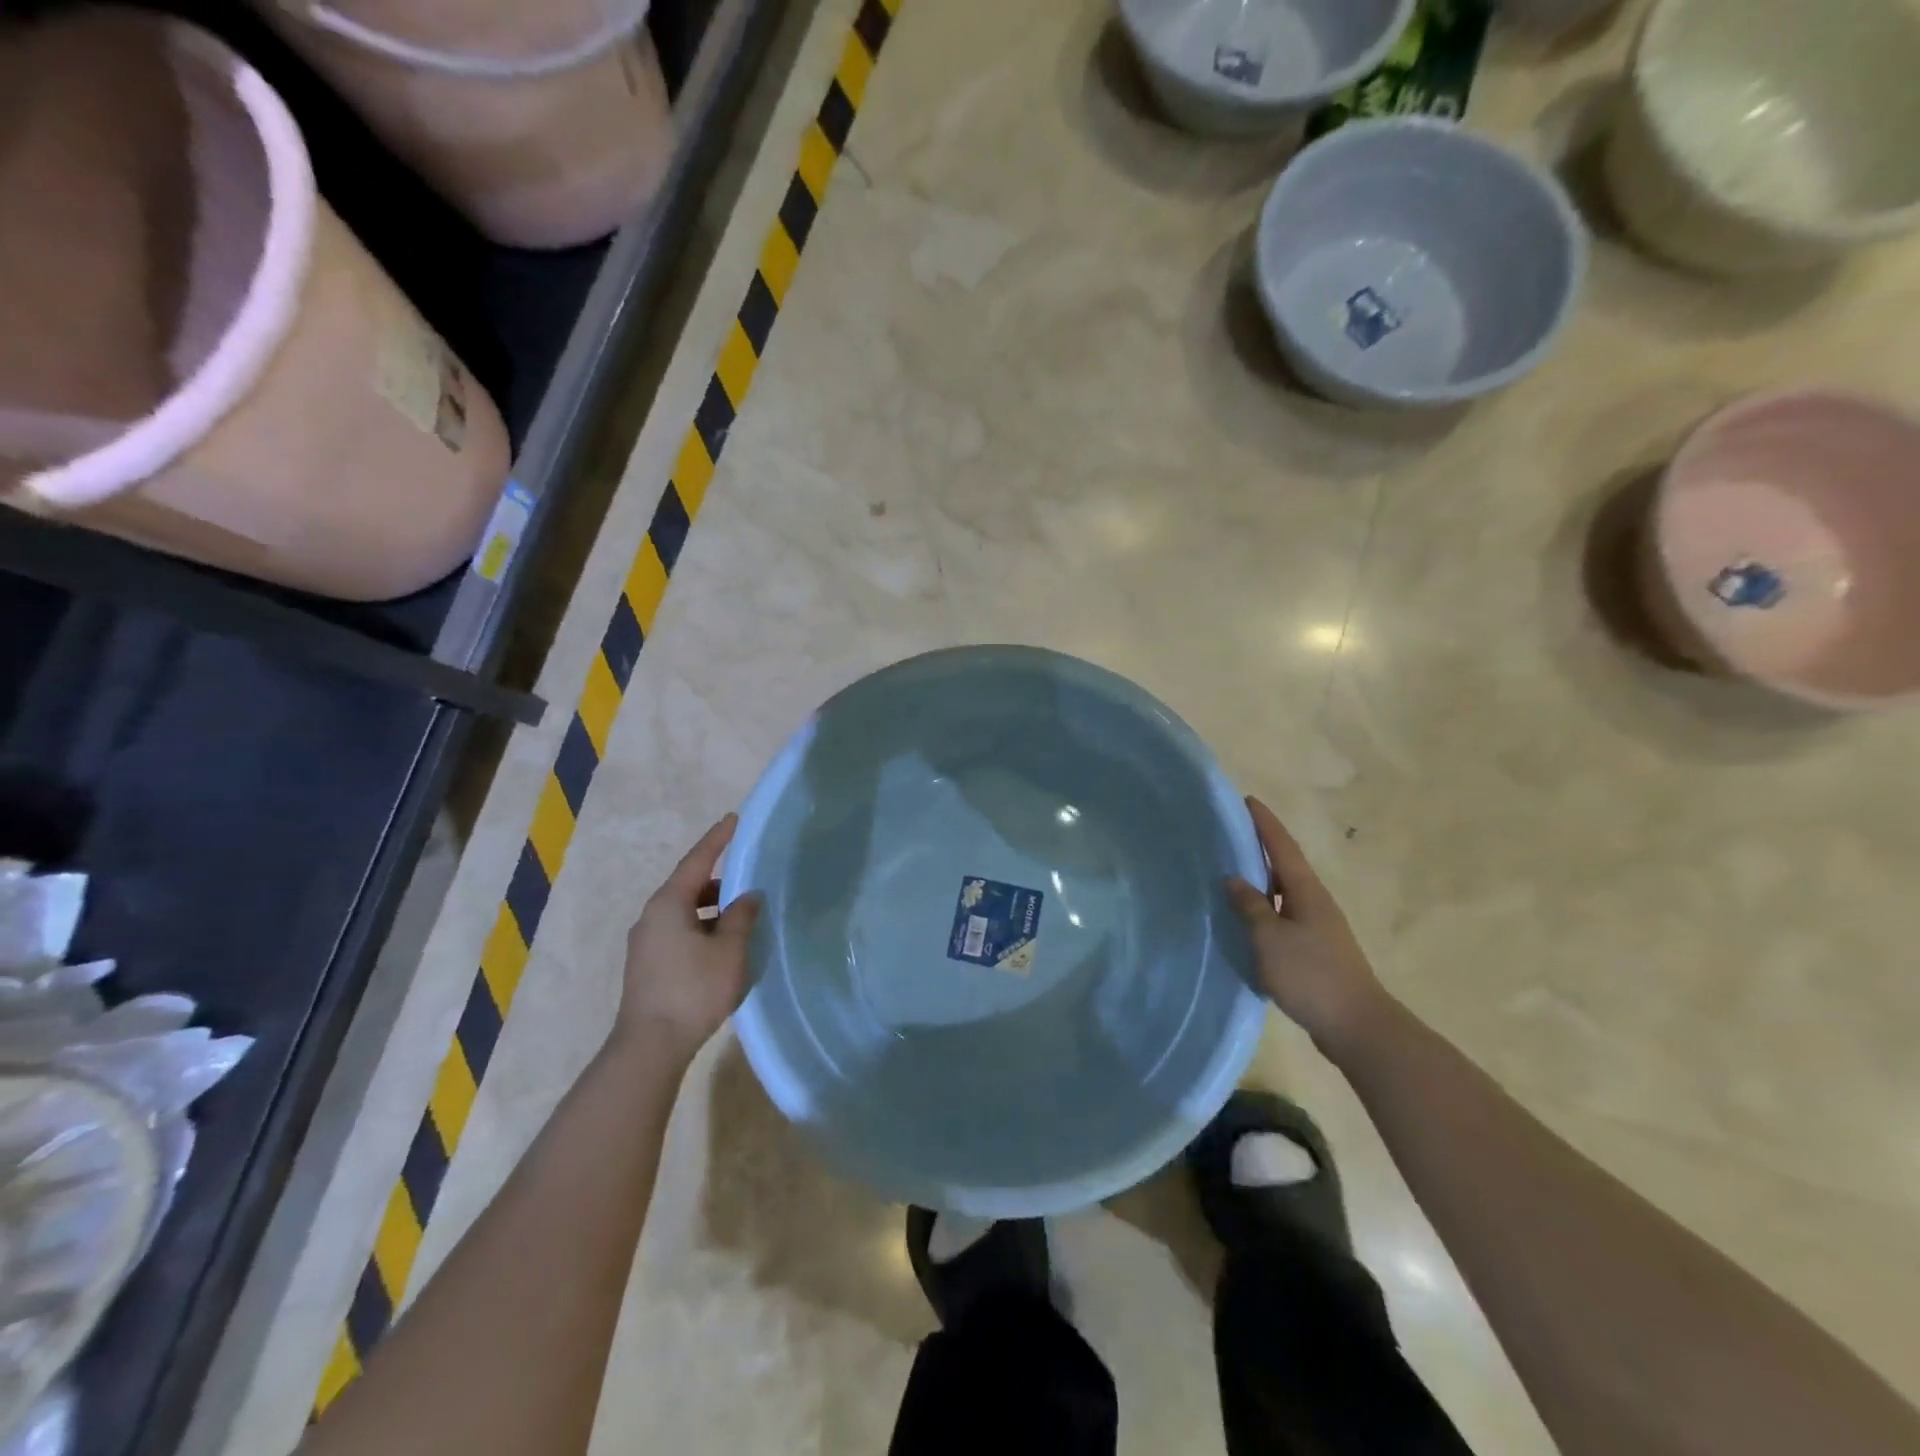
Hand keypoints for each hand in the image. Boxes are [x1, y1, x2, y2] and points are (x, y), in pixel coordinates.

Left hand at [615, 814, 759, 1058]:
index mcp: (668, 904)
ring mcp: (646, 942)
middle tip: (749, 875)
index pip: (697, 860)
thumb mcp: (729, 950)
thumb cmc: (693, 989)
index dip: (717, 839)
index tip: (734, 818)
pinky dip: (703, 927)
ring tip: (742, 914)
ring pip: (684, 911)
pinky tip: (723, 944)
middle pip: (689, 886)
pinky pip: (679, 931)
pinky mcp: (648, 964)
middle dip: (719, 880)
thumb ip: (742, 917)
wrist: (650, 1045)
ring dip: (712, 908)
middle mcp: (652, 916)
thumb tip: (748, 896)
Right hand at [1226, 797, 1388, 1057]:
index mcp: (1306, 891)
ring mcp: (1317, 928)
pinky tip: (1246, 921)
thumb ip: (1250, 906)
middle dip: (1260, 848)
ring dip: (1260, 881)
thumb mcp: (1270, 938)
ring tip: (1230, 874)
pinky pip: (1283, 918)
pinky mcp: (1315, 951)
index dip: (1264, 823)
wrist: (1357, 1027)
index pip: (1282, 847)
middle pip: (1285, 866)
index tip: (1247, 800)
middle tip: (1229, 835)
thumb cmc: (1312, 974)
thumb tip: (1233, 878)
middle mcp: (1315, 902)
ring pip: (1283, 894)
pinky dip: (1264, 910)